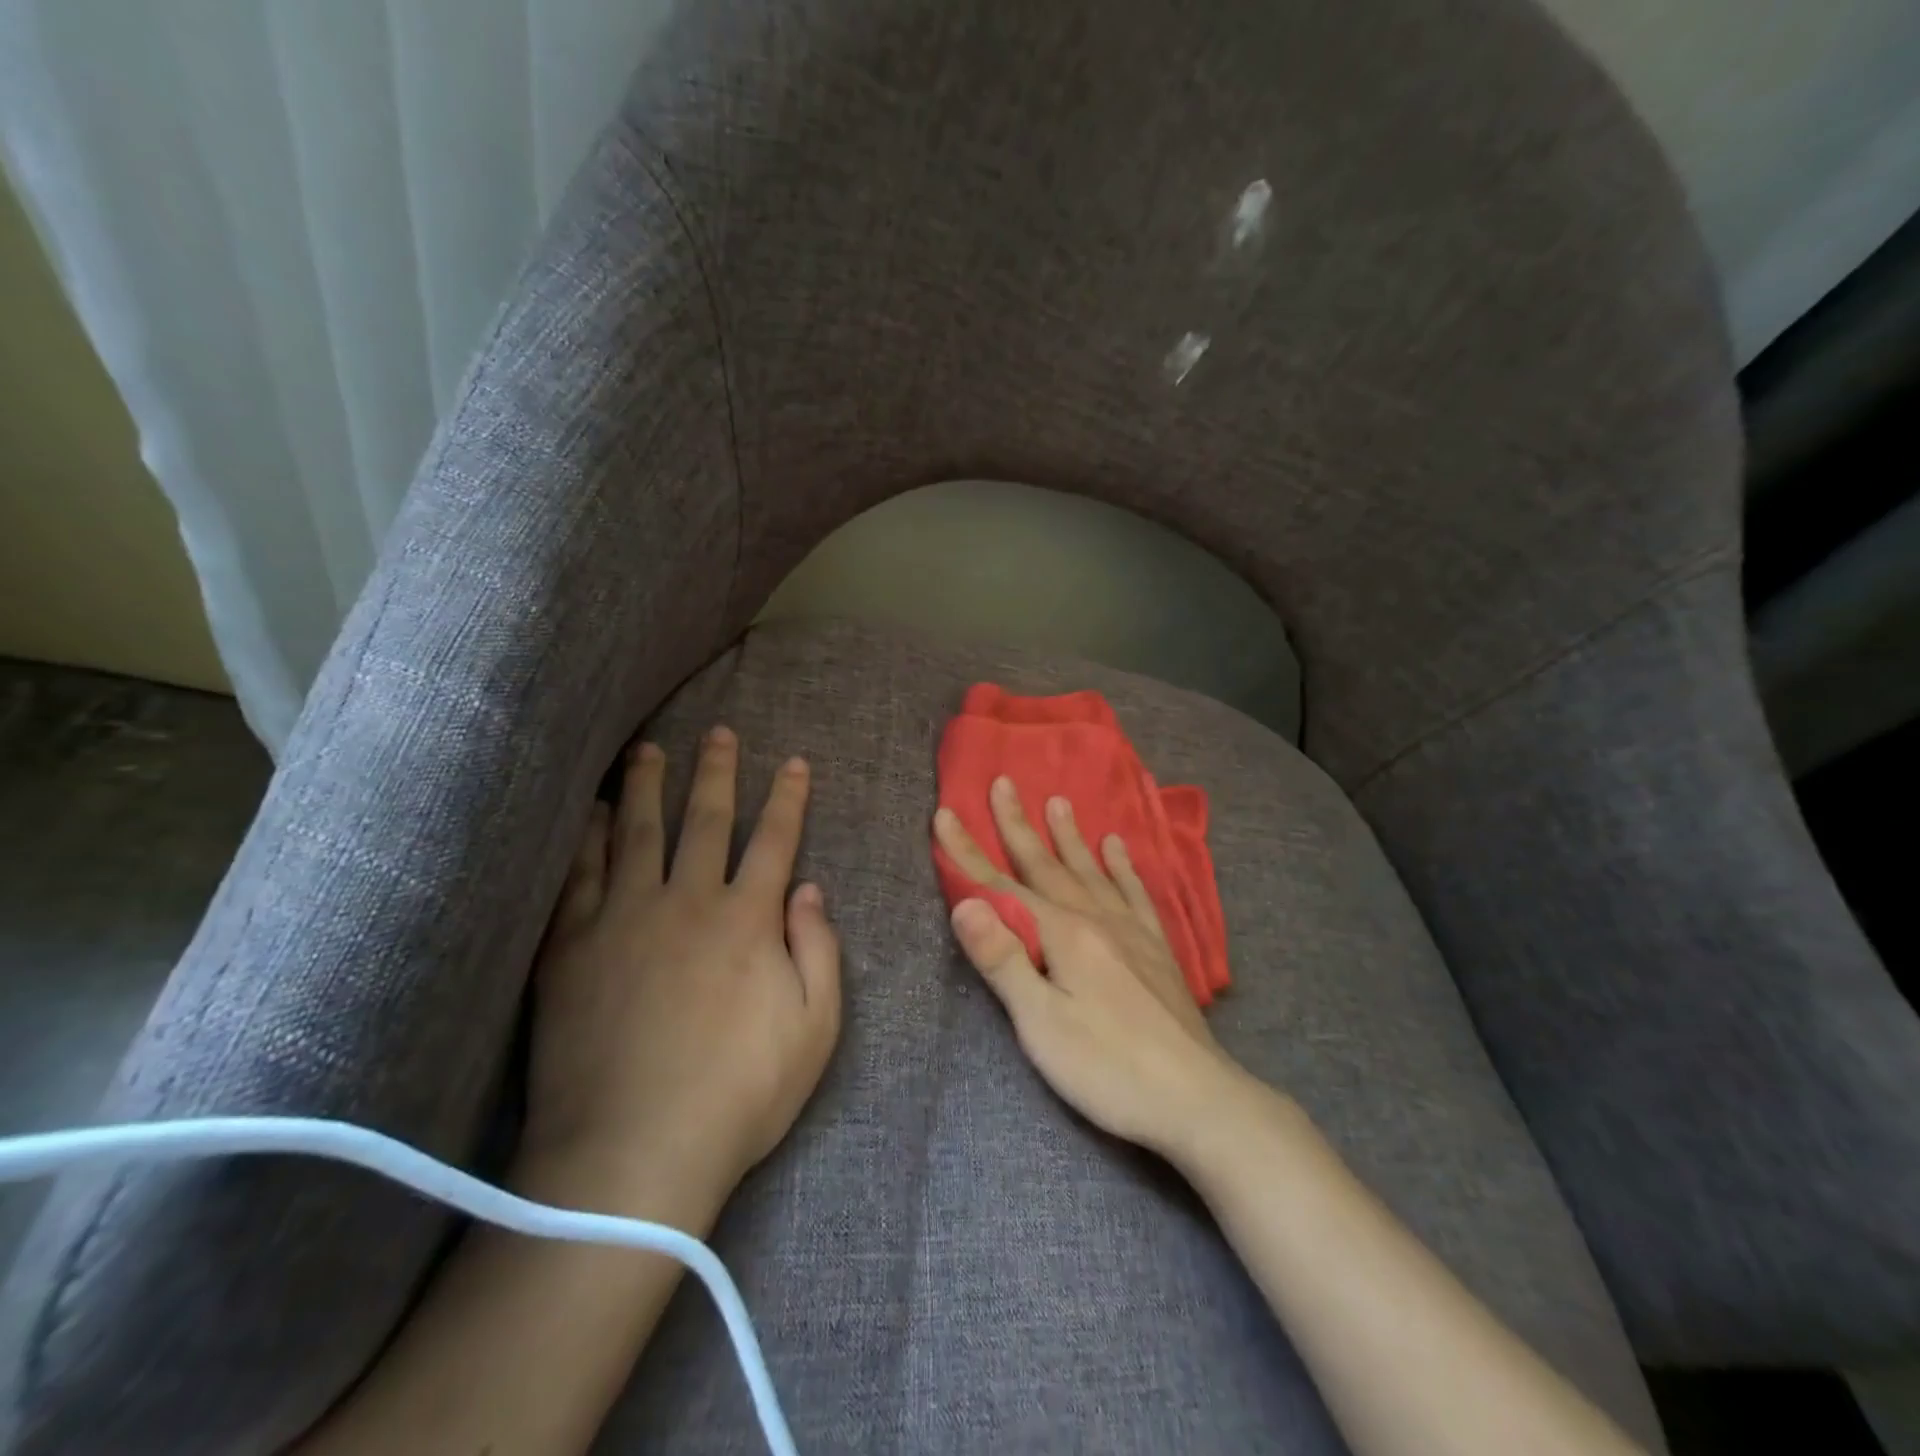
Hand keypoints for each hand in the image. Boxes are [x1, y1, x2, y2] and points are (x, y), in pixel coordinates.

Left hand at [521, 726, 841, 1207]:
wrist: (631, 1155)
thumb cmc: (738, 1095)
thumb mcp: (814, 1029)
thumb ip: (819, 950)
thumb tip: (810, 889)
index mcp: (747, 921)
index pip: (775, 841)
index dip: (788, 798)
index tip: (793, 762)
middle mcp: (687, 903)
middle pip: (705, 821)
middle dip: (716, 773)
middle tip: (719, 733)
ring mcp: (623, 920)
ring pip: (637, 833)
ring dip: (646, 787)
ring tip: (648, 749)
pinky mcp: (572, 948)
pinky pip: (579, 876)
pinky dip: (586, 838)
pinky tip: (589, 813)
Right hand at [934, 776, 1240, 1157]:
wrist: (1196, 1098)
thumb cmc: (1107, 1067)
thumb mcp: (1041, 1023)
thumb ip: (1002, 959)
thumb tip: (964, 902)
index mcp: (1061, 934)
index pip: (1000, 886)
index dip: (968, 852)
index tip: (945, 813)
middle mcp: (1095, 919)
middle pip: (1046, 865)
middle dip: (1018, 825)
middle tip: (1004, 783)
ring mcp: (1130, 930)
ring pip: (1090, 870)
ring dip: (1069, 836)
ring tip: (1059, 801)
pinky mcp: (1155, 948)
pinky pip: (1134, 892)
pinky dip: (1122, 866)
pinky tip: (1117, 847)